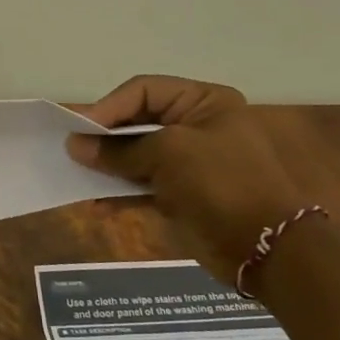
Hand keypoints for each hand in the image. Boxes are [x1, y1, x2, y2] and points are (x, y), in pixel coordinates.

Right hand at [67, 75, 312, 283]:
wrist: (267, 249)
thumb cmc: (221, 183)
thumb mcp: (168, 154)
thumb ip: (117, 150)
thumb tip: (74, 146)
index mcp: (203, 102)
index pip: (143, 90)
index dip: (109, 106)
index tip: (80, 128)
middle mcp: (195, 125)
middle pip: (135, 121)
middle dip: (104, 137)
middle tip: (72, 150)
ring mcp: (188, 161)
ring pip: (134, 154)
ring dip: (106, 166)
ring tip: (78, 176)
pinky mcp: (180, 192)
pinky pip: (140, 184)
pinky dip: (118, 191)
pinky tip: (97, 204)